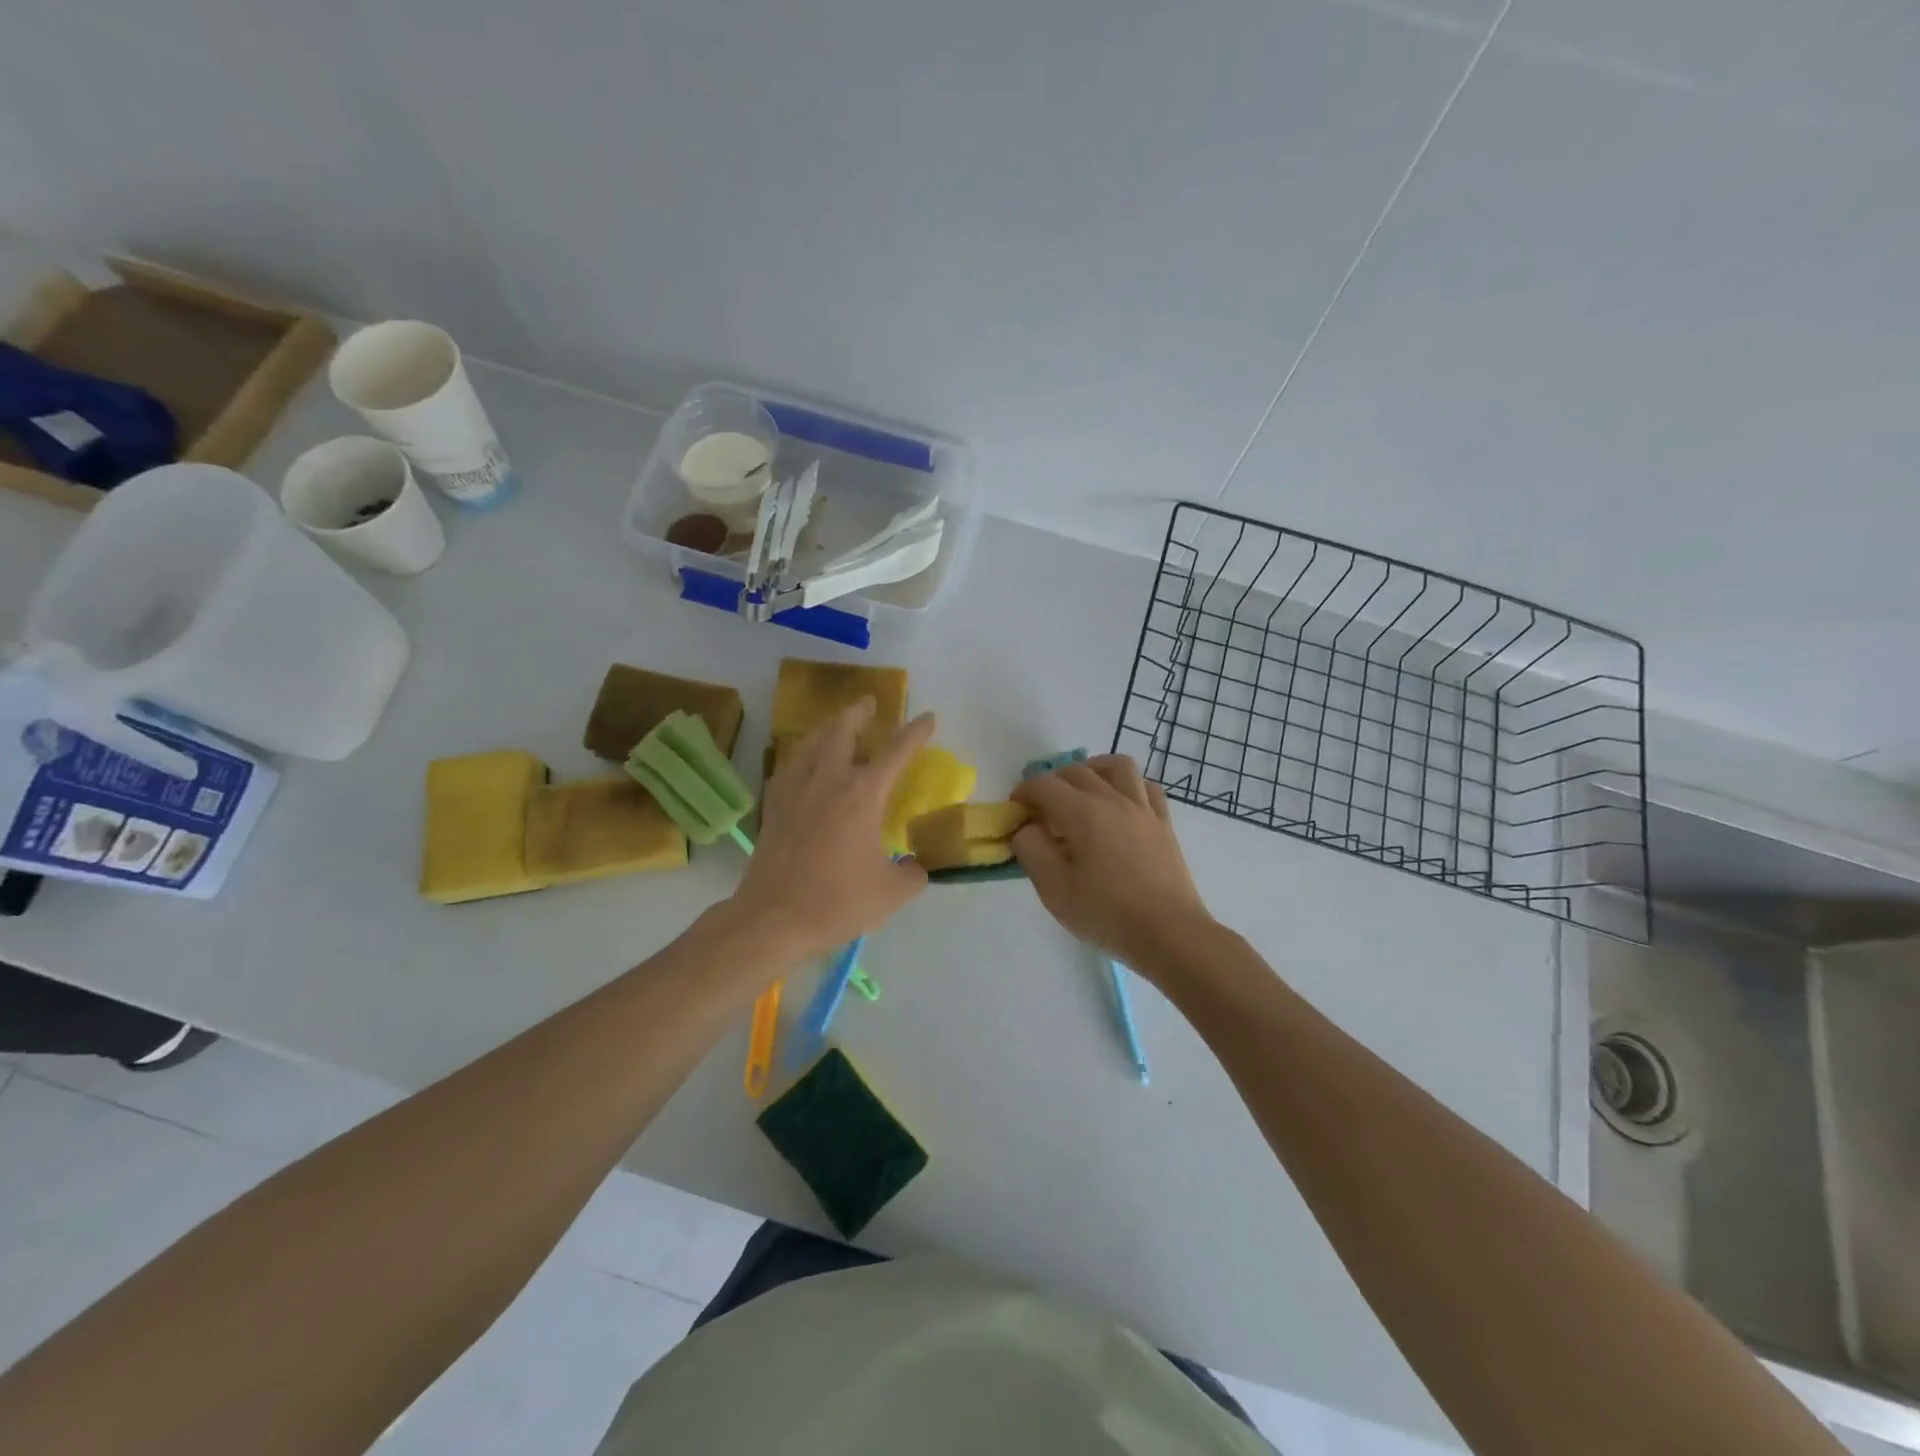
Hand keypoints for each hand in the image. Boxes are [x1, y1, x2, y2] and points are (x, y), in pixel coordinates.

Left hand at [727, 699, 934, 964]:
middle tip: (869, 702)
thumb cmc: (837, 902)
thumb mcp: (891, 893)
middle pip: (841, 731)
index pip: (895, 752)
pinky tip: (803, 765)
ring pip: (810, 744)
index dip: (915, 733)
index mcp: (862, 795)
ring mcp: (795, 792)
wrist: (772, 919)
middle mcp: (827, 782)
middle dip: (858, 712)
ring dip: (828, 728)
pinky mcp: (773, 808)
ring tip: (836, 725)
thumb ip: (912, 874)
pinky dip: (802, 757)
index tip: (928, 718)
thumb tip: (914, 866)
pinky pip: (789, 768)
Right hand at [1010, 755, 1213, 970]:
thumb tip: (1027, 828)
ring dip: (1093, 771)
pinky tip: (1120, 806)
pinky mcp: (1163, 822)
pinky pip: (1146, 786)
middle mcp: (1113, 799)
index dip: (1023, 792)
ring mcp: (1143, 808)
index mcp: (1083, 813)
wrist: (1169, 933)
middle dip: (1051, 783)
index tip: (1015, 810)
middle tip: (1042, 810)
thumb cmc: (1107, 913)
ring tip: (1082, 793)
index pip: (1044, 785)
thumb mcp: (1054, 890)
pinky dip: (1127, 786)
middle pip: (1076, 771)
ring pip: (1117, 766)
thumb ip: (1031, 851)